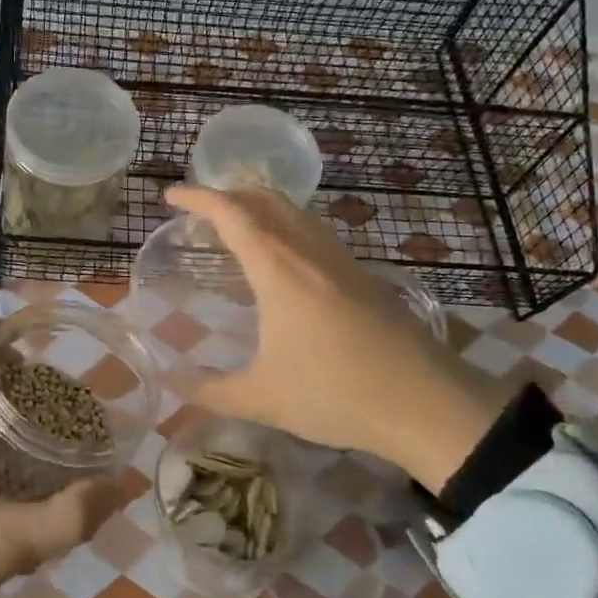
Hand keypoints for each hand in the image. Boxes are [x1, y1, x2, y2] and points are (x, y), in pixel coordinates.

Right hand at [164, 185, 508, 493]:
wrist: (427, 404)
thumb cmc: (337, 393)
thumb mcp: (264, 399)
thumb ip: (211, 392)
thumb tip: (171, 385)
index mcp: (278, 270)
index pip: (231, 214)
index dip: (197, 198)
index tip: (170, 196)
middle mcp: (309, 251)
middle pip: (266, 199)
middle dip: (228, 194)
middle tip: (200, 212)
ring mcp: (341, 260)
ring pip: (295, 211)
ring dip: (261, 207)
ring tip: (238, 229)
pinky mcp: (363, 275)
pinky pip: (314, 231)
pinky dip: (286, 226)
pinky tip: (285, 261)